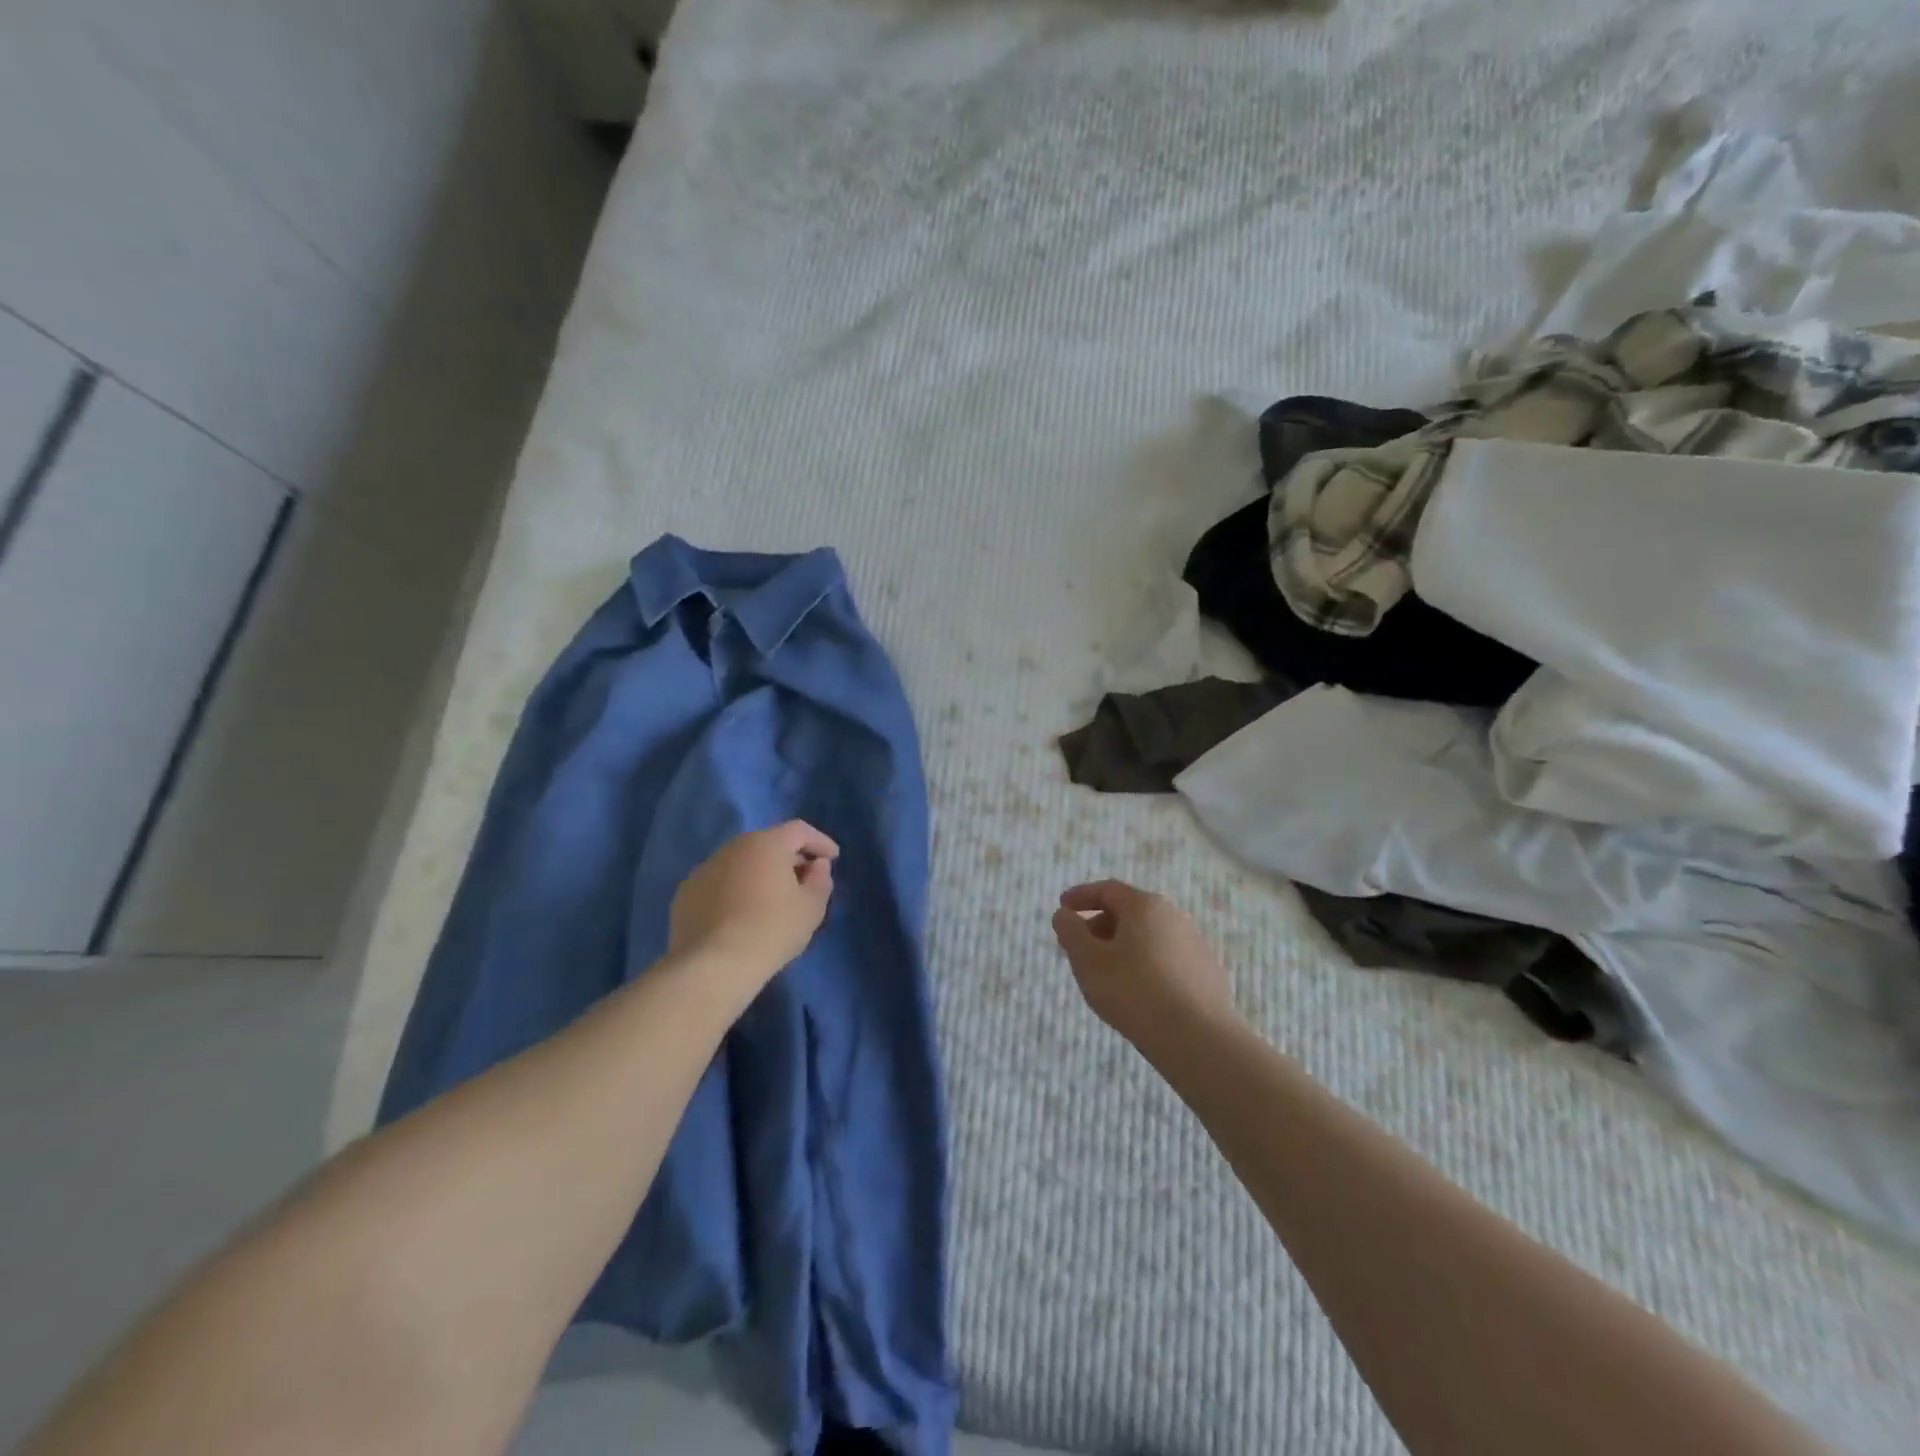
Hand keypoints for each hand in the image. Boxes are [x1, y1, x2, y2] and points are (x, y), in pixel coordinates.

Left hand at [669, 822, 837, 986]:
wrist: (713, 966)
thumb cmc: (772, 931)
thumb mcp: (811, 908)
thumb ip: (820, 880)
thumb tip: (817, 865)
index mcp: (767, 844)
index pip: (799, 830)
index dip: (819, 841)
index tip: (832, 859)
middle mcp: (733, 847)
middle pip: (767, 843)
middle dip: (788, 857)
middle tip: (803, 879)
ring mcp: (704, 869)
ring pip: (740, 862)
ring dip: (758, 873)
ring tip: (770, 899)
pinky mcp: (685, 893)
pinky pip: (718, 883)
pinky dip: (733, 890)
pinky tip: (739, 915)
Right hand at [1051, 880, 1238, 1053]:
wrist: (1198, 1038)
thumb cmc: (1134, 991)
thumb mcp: (1088, 961)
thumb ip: (1071, 933)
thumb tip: (1063, 915)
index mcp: (1145, 906)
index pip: (1108, 890)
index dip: (1081, 896)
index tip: (1063, 907)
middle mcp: (1174, 916)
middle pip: (1131, 912)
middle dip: (1101, 925)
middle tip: (1081, 946)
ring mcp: (1196, 945)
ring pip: (1150, 937)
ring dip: (1124, 947)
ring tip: (1107, 973)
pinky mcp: (1208, 974)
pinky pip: (1168, 959)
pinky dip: (1146, 965)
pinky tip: (1139, 992)